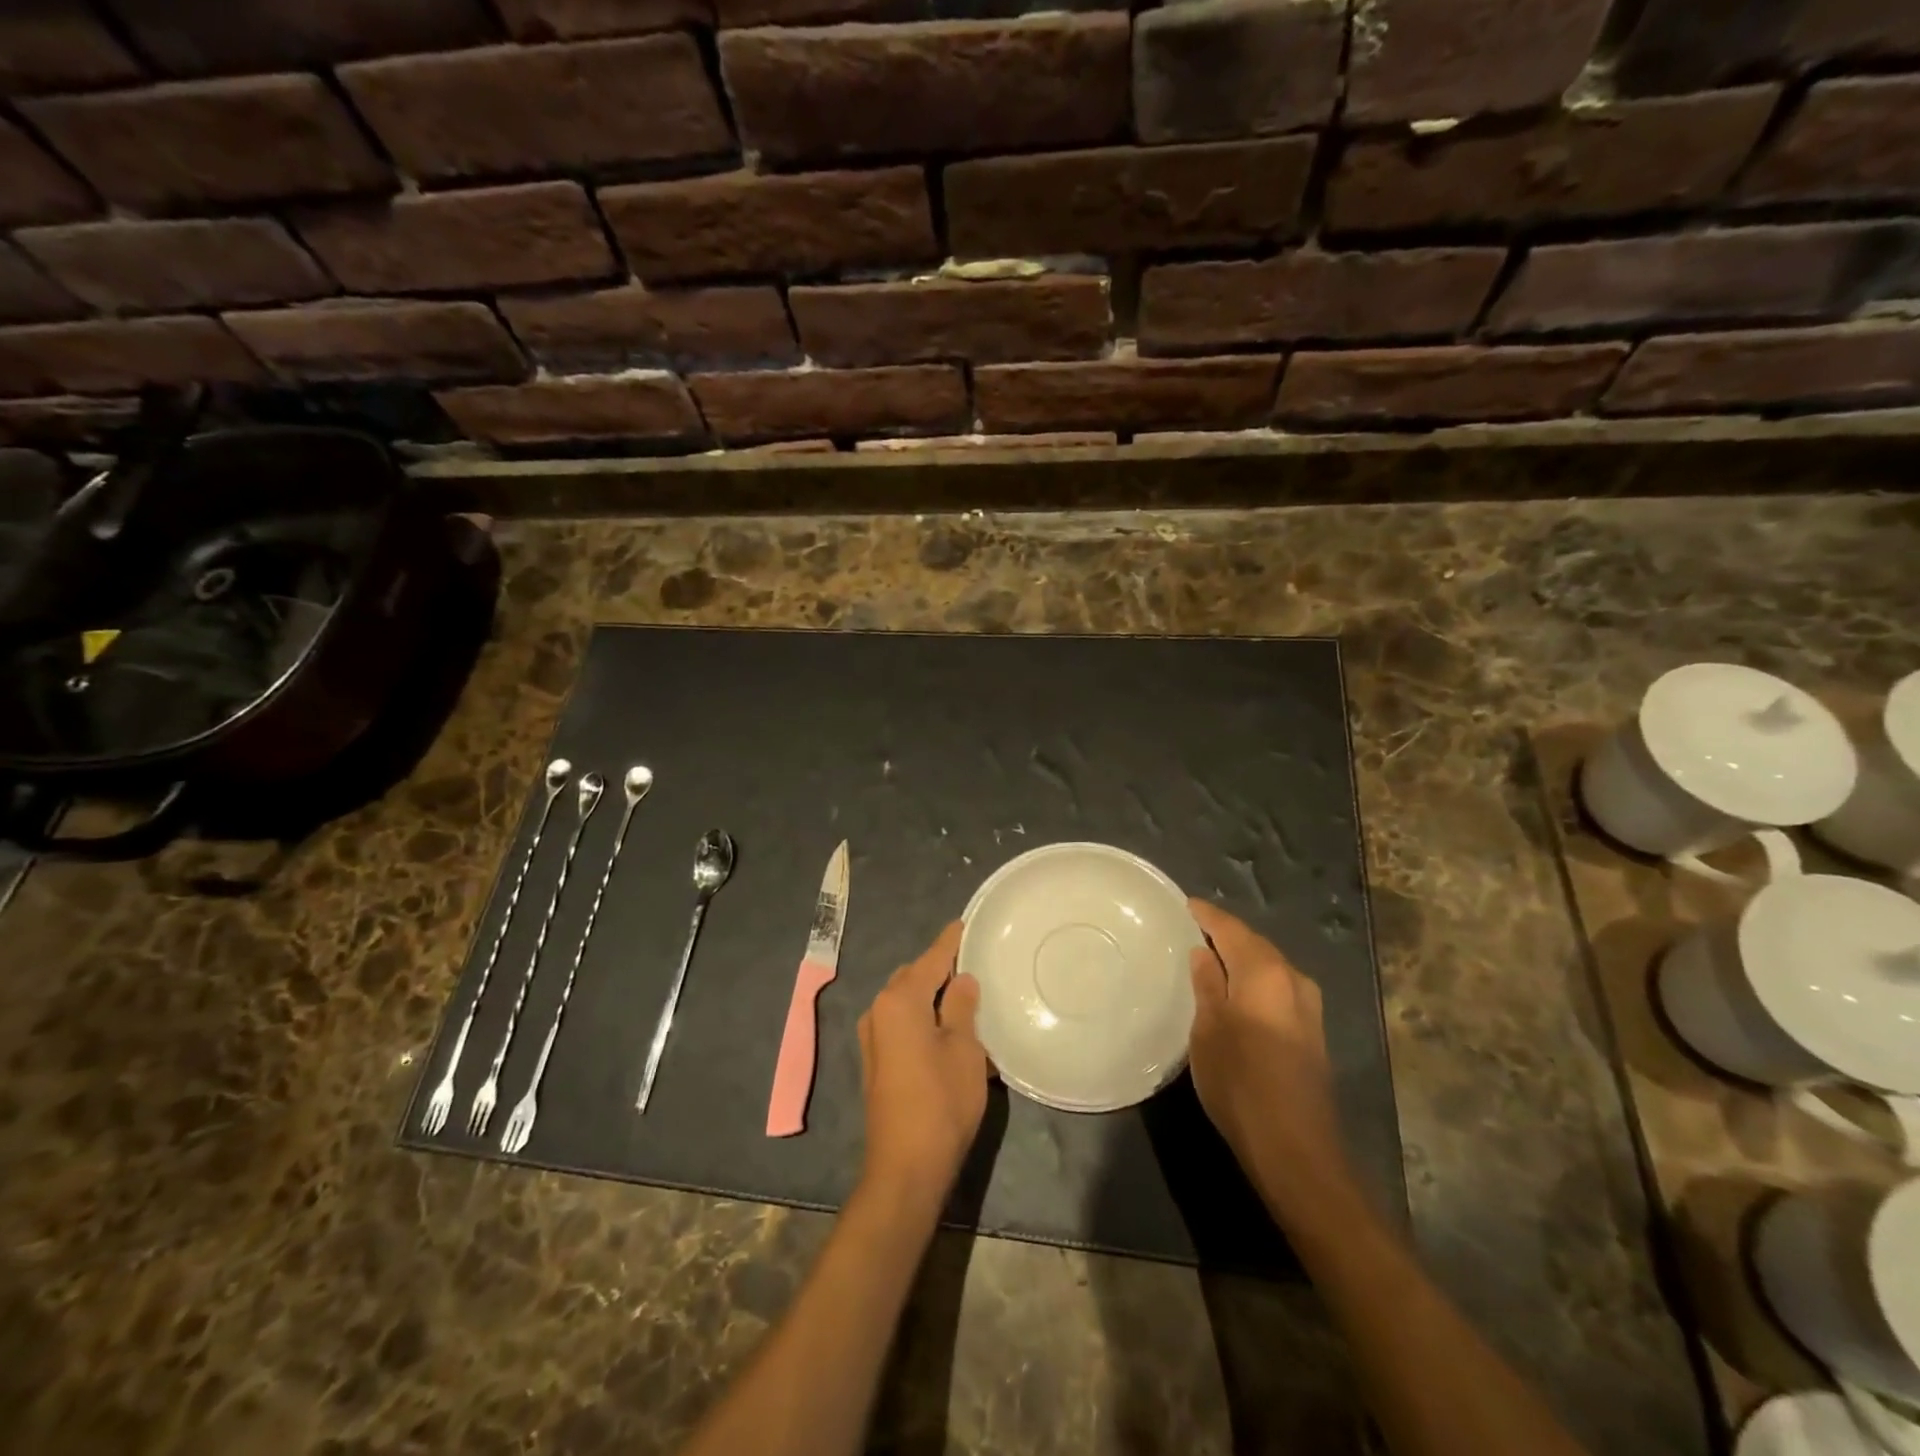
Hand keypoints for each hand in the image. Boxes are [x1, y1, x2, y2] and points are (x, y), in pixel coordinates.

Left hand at [856, 922, 987, 1210]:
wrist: (906, 1168)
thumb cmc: (941, 1101)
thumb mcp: (964, 1048)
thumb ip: (961, 1006)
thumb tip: (961, 979)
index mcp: (899, 1000)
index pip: (930, 959)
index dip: (950, 941)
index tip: (966, 922)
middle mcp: (878, 1011)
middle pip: (913, 976)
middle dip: (939, 967)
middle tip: (972, 962)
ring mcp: (873, 1038)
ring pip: (905, 1000)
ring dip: (930, 994)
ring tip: (963, 993)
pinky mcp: (875, 1061)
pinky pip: (900, 1022)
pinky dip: (921, 1016)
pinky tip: (945, 1026)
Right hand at [1187, 899, 1348, 1190]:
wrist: (1294, 1148)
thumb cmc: (1239, 1081)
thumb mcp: (1208, 1029)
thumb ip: (1207, 984)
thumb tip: (1204, 953)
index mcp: (1265, 973)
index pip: (1232, 930)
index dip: (1208, 915)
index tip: (1186, 904)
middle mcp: (1293, 981)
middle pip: (1256, 945)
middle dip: (1227, 934)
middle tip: (1194, 928)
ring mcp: (1308, 1008)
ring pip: (1270, 967)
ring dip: (1244, 957)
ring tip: (1212, 956)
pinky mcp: (1312, 1032)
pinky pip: (1279, 988)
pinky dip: (1256, 979)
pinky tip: (1238, 989)